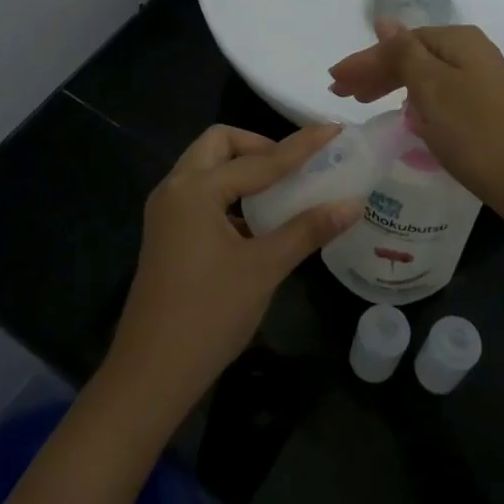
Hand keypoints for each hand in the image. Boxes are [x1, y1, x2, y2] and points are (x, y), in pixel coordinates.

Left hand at [102, 124, 360, 424]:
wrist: (151, 374)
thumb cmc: (208, 315)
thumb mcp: (264, 268)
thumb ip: (307, 230)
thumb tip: (352, 204)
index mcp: (194, 190)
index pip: (259, 159)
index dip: (301, 146)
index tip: (333, 130)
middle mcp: (174, 189)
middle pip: (219, 145)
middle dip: (259, 147)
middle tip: (295, 167)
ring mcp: (166, 213)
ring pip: (207, 169)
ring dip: (243, 170)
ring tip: (282, 190)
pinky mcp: (167, 235)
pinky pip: (201, 195)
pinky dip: (230, 195)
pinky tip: (257, 222)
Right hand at [327, 22, 503, 216]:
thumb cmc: (472, 131)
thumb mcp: (431, 87)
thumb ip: (403, 52)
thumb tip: (384, 20)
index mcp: (459, 40)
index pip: (400, 43)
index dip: (365, 61)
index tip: (334, 82)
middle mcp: (472, 52)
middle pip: (411, 56)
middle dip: (375, 72)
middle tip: (341, 93)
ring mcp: (480, 79)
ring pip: (423, 76)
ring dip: (391, 86)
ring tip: (362, 101)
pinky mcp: (483, 105)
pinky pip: (437, 93)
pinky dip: (414, 100)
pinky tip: (403, 113)